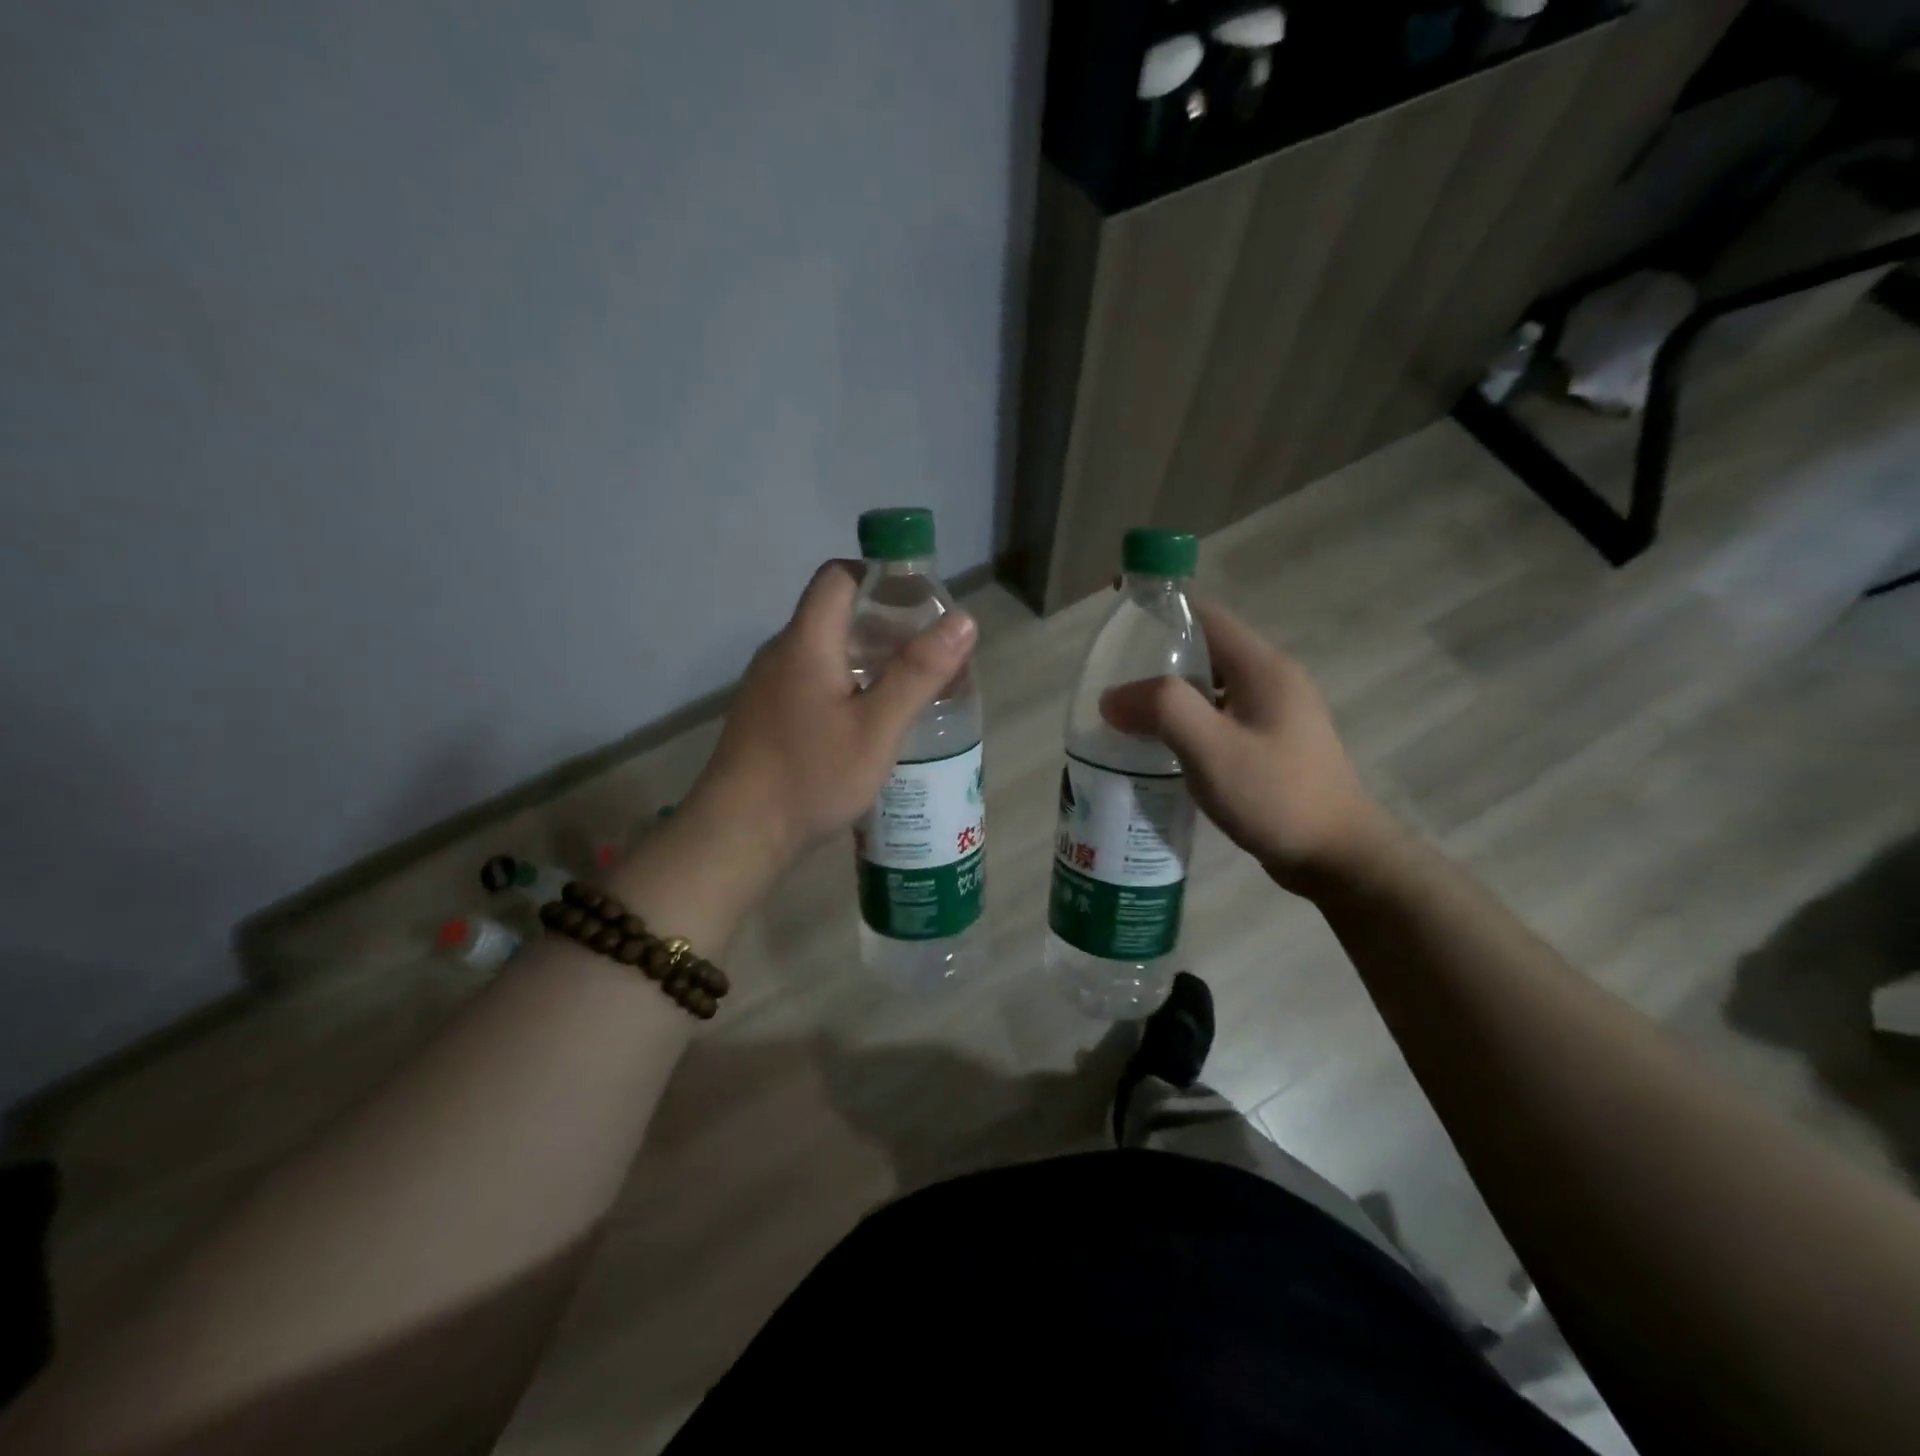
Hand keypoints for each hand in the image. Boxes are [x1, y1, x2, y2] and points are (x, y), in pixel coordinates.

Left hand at [693, 559, 977, 865]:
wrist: (738, 833)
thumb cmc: (811, 775)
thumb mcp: (877, 728)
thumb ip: (919, 673)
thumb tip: (963, 620)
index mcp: (807, 641)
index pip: (839, 576)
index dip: (880, 577)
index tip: (920, 604)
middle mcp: (782, 652)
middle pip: (835, 613)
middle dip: (885, 623)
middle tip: (927, 653)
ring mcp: (769, 685)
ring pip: (825, 650)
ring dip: (867, 657)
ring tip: (908, 687)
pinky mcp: (766, 714)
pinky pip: (812, 679)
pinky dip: (845, 683)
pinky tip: (868, 720)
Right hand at [1099, 602, 1390, 891]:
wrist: (1338, 856)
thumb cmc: (1275, 796)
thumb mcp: (1211, 749)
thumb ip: (1161, 710)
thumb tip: (1112, 697)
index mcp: (1262, 667)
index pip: (1205, 616)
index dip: (1161, 610)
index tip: (1118, 622)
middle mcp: (1272, 680)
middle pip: (1206, 651)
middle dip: (1157, 660)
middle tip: (1112, 682)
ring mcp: (1275, 714)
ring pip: (1211, 688)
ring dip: (1170, 696)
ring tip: (1128, 716)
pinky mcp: (1272, 743)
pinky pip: (1220, 717)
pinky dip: (1188, 723)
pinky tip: (1163, 749)